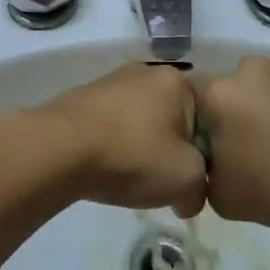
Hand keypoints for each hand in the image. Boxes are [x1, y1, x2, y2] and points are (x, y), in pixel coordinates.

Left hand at [36, 64, 206, 218]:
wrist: (60, 148)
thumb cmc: (133, 154)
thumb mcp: (186, 179)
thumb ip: (201, 188)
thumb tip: (188, 197)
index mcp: (177, 80)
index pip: (208, 117)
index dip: (205, 153)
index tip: (193, 180)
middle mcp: (147, 71)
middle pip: (174, 117)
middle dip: (173, 149)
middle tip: (165, 181)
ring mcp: (113, 81)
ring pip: (143, 121)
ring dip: (143, 148)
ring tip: (132, 177)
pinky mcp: (86, 97)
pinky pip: (114, 124)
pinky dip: (117, 145)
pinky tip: (108, 167)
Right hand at [198, 57, 269, 243]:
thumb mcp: (220, 194)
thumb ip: (204, 167)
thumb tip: (212, 156)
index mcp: (221, 92)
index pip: (194, 94)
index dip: (204, 118)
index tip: (217, 142)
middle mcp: (252, 68)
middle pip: (234, 86)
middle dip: (239, 109)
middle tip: (255, 144)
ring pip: (268, 83)